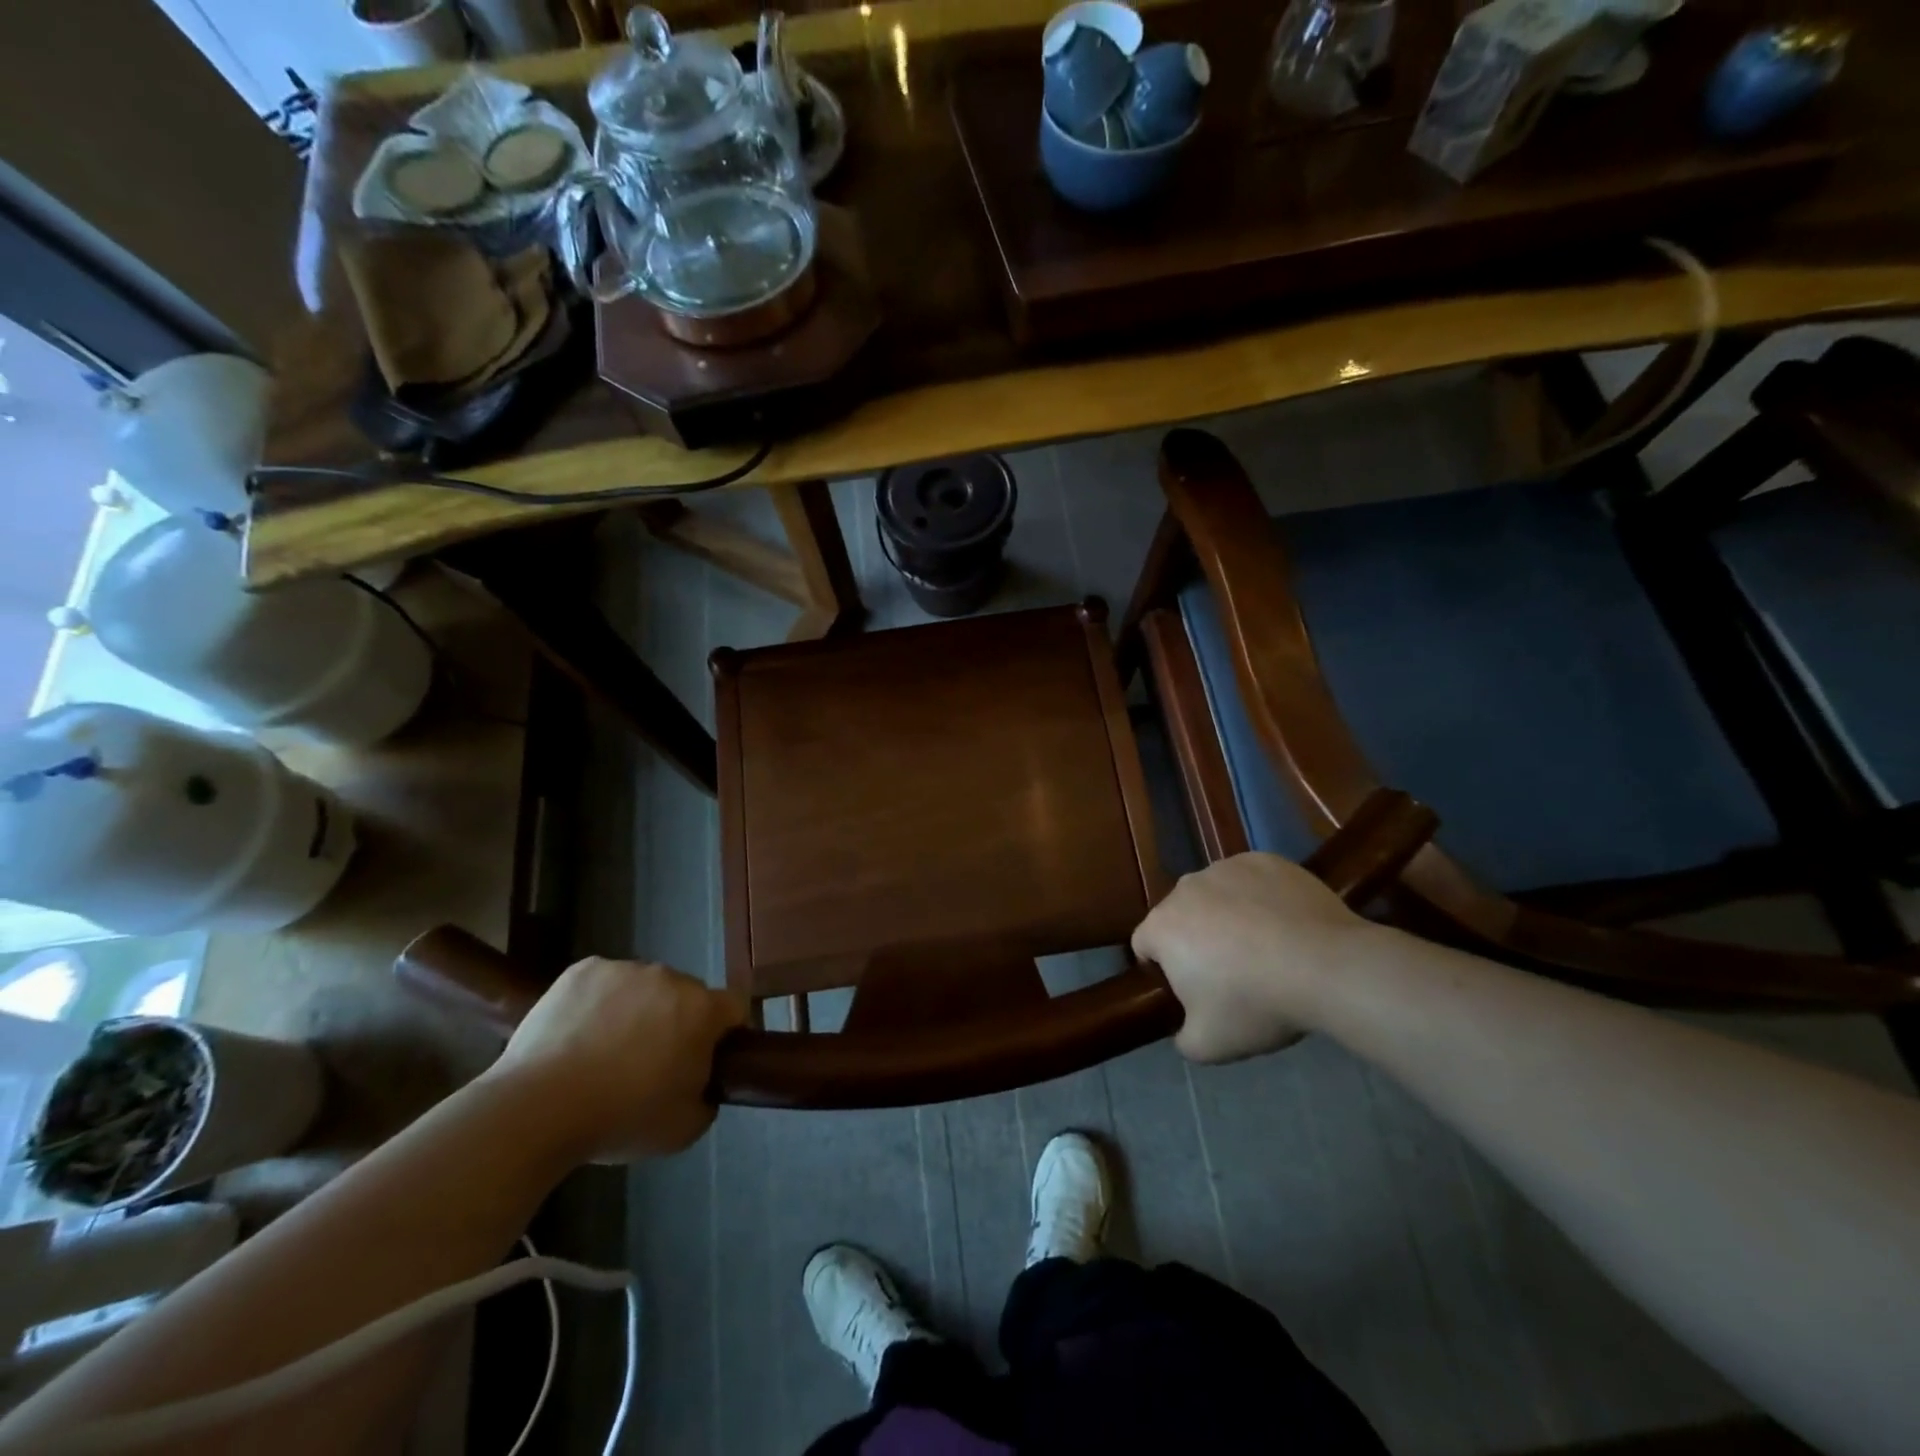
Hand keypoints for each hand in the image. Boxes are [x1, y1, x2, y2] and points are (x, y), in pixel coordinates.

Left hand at [485, 957, 747, 1161]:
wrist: (537, 1109)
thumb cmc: (620, 1119)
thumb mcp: (684, 1129)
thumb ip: (707, 1097)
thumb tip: (700, 1083)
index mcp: (702, 1010)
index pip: (733, 1007)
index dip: (725, 1032)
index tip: (706, 1059)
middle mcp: (670, 977)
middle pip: (686, 995)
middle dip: (676, 1021)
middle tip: (649, 1063)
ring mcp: (624, 969)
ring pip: (643, 987)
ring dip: (636, 1010)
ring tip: (603, 1053)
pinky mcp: (583, 970)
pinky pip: (603, 983)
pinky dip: (597, 1003)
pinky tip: (576, 1036)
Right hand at [1132, 852, 1383, 1063]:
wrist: (1327, 967)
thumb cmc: (1256, 1004)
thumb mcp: (1209, 1045)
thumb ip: (1183, 1039)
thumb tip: (1185, 1029)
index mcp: (1162, 926)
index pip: (1144, 945)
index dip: (1162, 969)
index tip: (1193, 991)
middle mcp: (1185, 888)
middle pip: (1180, 916)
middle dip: (1197, 939)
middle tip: (1232, 973)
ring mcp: (1226, 868)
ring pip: (1216, 895)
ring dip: (1227, 915)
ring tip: (1266, 947)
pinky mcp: (1266, 860)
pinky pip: (1252, 880)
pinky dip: (1261, 897)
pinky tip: (1287, 924)